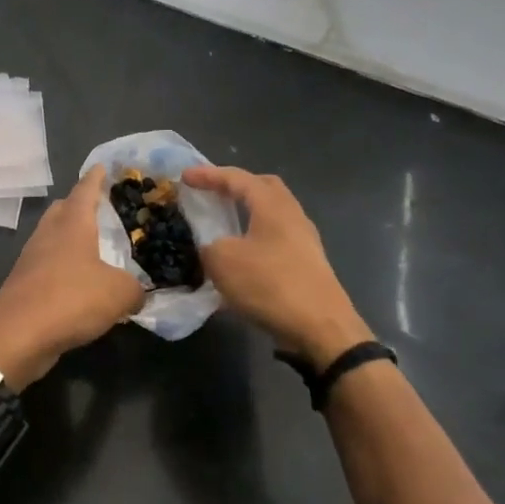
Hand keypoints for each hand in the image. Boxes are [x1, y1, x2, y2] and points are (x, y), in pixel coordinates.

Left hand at [0, 165, 143, 390]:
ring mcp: (32, 260)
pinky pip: (48, 266)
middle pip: (62, 210)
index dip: (95, 177)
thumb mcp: (118, 294)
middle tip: (101, 208)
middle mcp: (48, 235)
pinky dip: (64, 268)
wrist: (16, 337)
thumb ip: (135, 289)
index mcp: (72, 225)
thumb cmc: (69, 300)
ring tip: (94, 248)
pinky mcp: (24, 285)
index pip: (85, 190)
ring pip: (53, 238)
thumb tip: (137, 293)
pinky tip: (79, 283)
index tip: (102, 166)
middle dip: (79, 205)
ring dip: (70, 238)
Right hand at [181, 166, 373, 367]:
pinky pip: (275, 239)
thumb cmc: (270, 285)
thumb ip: (209, 245)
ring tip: (223, 225)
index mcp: (272, 206)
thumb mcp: (223, 262)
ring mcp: (304, 240)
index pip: (237, 178)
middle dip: (235, 186)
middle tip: (212, 193)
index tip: (184, 177)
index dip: (208, 175)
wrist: (320, 328)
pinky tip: (240, 259)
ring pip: (271, 215)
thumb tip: (210, 246)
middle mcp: (292, 215)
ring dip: (246, 215)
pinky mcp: (307, 264)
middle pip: (263, 188)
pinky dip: (254, 240)